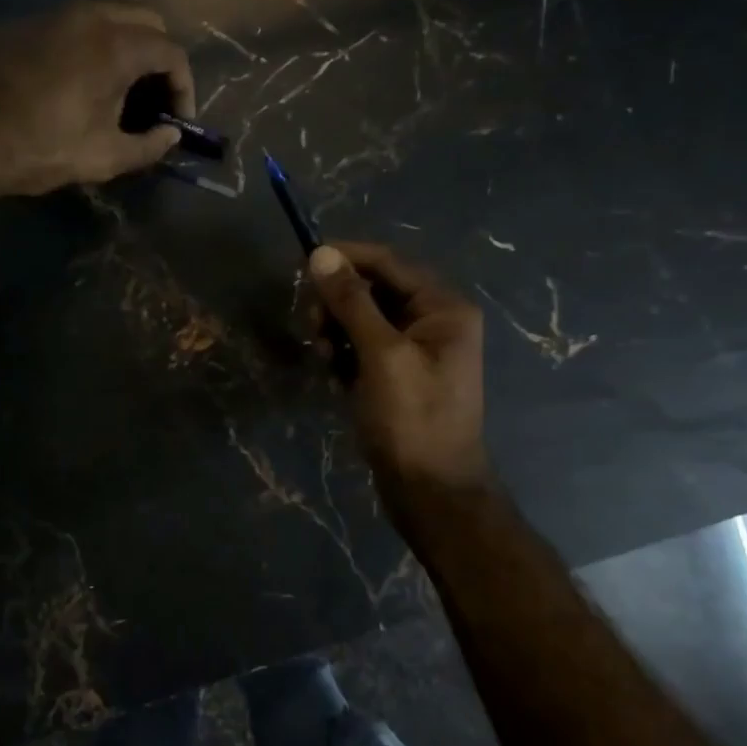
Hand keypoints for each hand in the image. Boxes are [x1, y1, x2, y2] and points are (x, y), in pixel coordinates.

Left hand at [0, 1, 195, 197]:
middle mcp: (86, 15)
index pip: (171, 51)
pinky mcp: (20, 24)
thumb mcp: (104, 157)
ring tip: (116, 92)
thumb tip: (170, 136)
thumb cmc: (40, 149)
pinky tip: (75, 84)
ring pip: (106, 16)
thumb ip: (149, 146)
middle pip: (145, 21)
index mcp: (114, 45)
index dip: (183, 87)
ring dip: (124, 48)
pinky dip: (88, 46)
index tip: (176, 120)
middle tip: (152, 100)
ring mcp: (49, 14)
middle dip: (158, 60)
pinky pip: (70, 25)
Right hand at [307, 241, 491, 492]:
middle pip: (374, 290)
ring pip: (363, 320)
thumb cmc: (412, 418)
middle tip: (311, 326)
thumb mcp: (381, 354)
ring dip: (337, 330)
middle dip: (338, 303)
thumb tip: (322, 254)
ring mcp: (416, 350)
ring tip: (323, 358)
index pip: (388, 263)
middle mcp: (434, 321)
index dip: (346, 258)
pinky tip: (332, 375)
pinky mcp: (398, 375)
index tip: (303, 263)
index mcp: (443, 307)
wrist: (430, 491)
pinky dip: (344, 354)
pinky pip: (363, 348)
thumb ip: (351, 301)